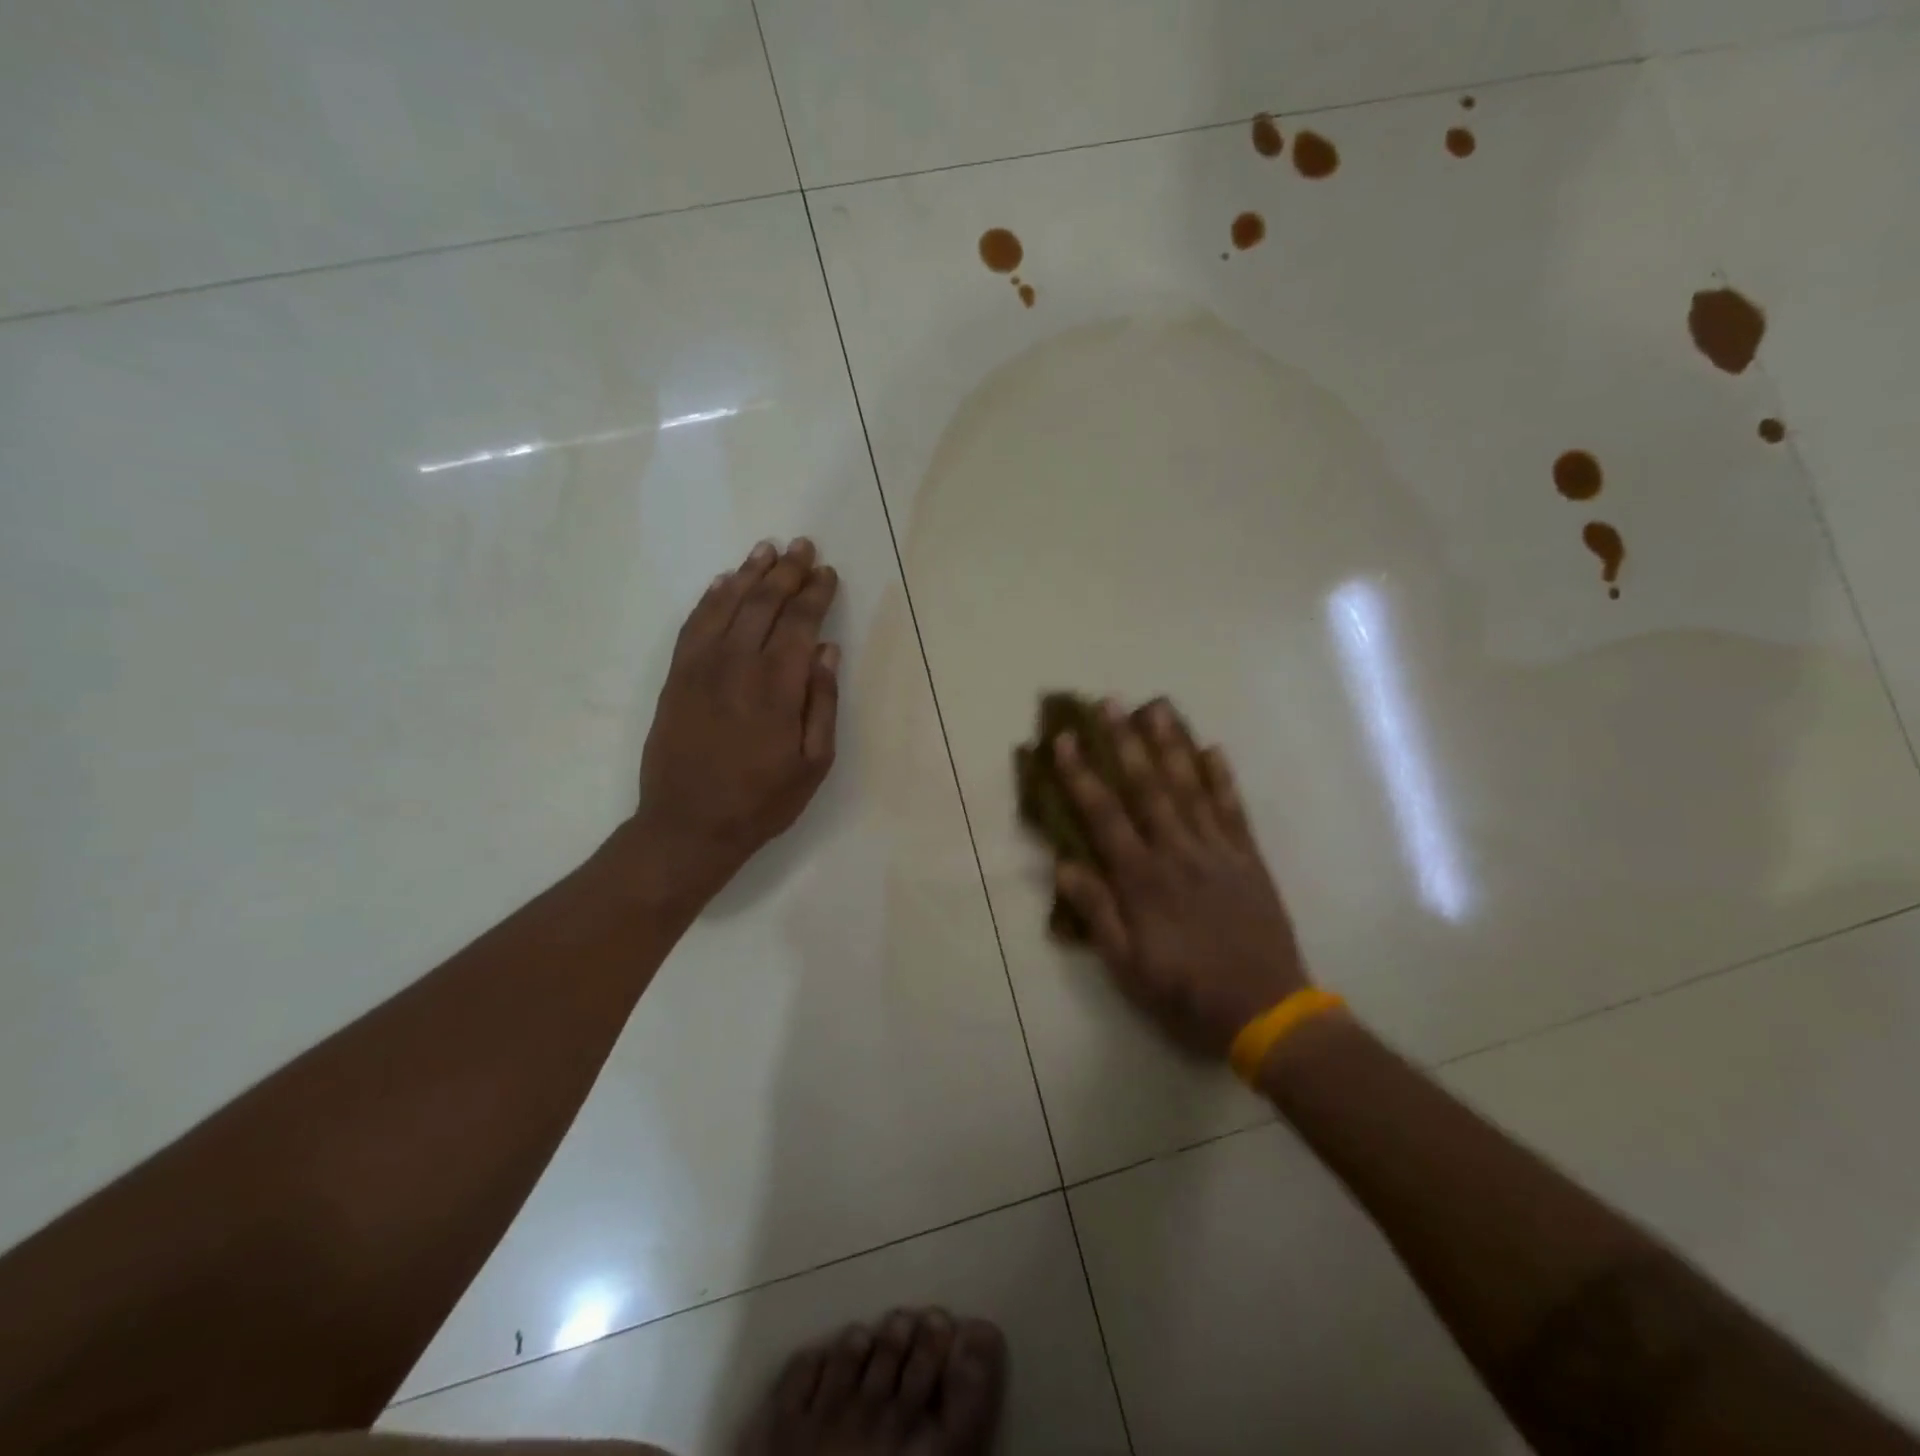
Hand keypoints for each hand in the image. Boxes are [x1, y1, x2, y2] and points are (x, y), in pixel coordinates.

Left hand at [630, 538, 839, 900]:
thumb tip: (828, 650)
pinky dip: (711, 598)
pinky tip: (724, 582)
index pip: (800, 622)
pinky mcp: (676, 677)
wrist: (688, 826)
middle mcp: (738, 664)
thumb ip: (822, 702)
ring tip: (766, 550)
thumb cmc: (762, 801)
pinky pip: (694, 625)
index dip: (815, 593)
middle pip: (764, 603)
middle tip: (802, 545)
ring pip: (727, 605)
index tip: (827, 572)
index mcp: (778, 686)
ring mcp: (701, 667)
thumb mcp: (813, 763)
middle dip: (787, 571)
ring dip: (749, 574)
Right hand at [1052, 699, 1310, 1057]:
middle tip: (1109, 703)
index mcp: (1142, 878)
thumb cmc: (1185, 991)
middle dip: (1125, 743)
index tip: (1064, 740)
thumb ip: (1097, 912)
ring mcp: (1217, 851)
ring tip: (1157, 708)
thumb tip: (1063, 865)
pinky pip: (1233, 809)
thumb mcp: (1126, 965)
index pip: (1104, 814)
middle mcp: (1177, 852)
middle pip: (1147, 787)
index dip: (1081, 774)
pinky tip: (1212, 749)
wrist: (1266, 1011)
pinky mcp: (1248, 858)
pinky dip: (1222, 777)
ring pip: (1190, 787)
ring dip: (1171, 745)